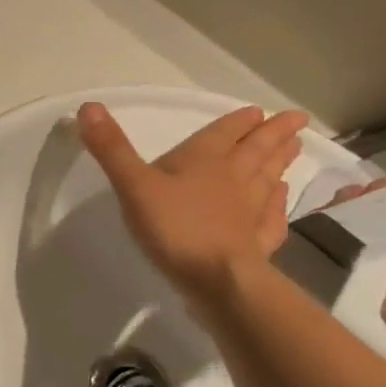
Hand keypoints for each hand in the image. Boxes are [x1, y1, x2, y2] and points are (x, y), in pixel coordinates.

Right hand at [78, 103, 307, 301]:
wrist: (217, 280)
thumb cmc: (175, 227)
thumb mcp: (133, 185)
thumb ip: (111, 148)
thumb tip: (89, 106)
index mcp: (206, 161)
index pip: (224, 134)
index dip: (239, 122)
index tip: (259, 111)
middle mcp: (234, 180)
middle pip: (256, 152)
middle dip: (273, 135)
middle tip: (296, 121)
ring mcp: (250, 212)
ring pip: (268, 180)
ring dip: (279, 163)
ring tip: (293, 149)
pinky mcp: (255, 243)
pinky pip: (271, 218)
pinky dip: (278, 205)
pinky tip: (281, 199)